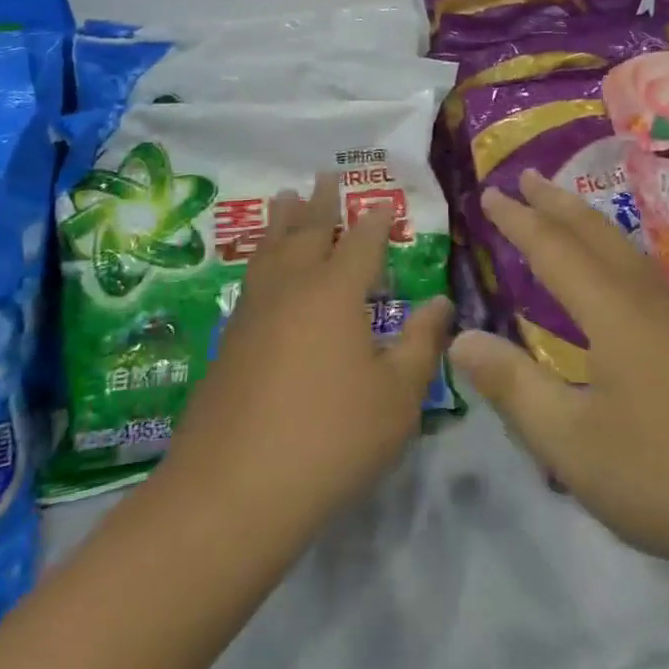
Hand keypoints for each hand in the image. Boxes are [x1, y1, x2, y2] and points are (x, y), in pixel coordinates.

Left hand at [163, 175, 451, 545]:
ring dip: (281, 222)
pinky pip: (251, 280)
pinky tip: (262, 271)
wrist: (230, 495)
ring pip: (269, 251)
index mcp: (335, 293)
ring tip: (284, 198)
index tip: (382, 199)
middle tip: (323, 174)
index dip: (375, 220)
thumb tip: (440, 302)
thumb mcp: (397, 397)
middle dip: (320, 203)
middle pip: (307, 233)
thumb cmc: (329, 439)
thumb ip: (421, 343)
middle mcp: (291, 290)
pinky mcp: (228, 345)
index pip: (361, 242)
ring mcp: (253, 315)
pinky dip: (261, 258)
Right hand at [450, 170, 668, 584]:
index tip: (491, 193)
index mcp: (610, 309)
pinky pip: (646, 275)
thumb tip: (460, 338)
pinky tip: (621, 282)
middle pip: (595, 232)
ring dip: (588, 224)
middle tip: (526, 177)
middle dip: (556, 203)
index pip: (552, 248)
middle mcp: (647, 297)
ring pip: (626, 251)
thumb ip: (513, 387)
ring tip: (566, 214)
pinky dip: (615, 255)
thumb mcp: (571, 442)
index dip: (518, 219)